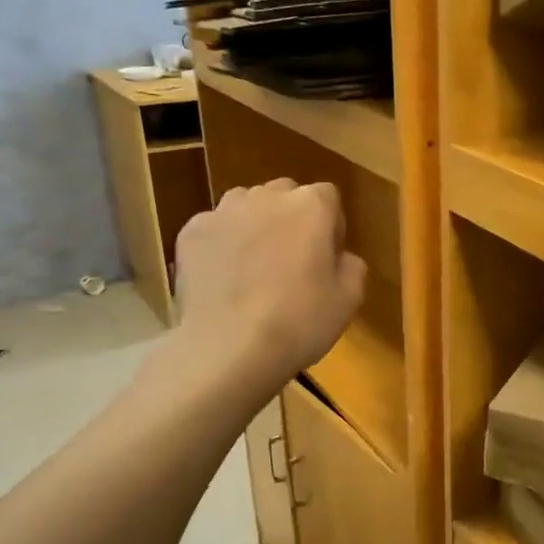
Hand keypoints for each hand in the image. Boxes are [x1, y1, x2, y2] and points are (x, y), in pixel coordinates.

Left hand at [167, 179, 365, 388]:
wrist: (229, 348)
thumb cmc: (300, 322)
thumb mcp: (349, 300)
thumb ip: (351, 266)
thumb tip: (341, 257)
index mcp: (311, 206)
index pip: (328, 197)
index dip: (331, 225)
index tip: (328, 256)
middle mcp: (266, 196)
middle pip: (285, 194)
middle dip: (292, 218)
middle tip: (293, 259)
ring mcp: (223, 211)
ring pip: (246, 205)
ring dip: (256, 224)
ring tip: (255, 265)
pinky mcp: (191, 232)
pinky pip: (215, 228)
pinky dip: (222, 244)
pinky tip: (225, 278)